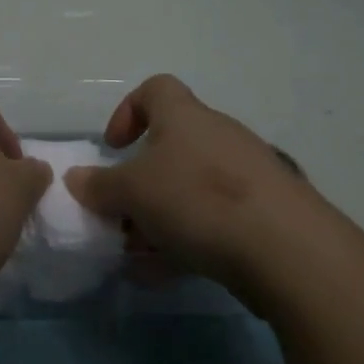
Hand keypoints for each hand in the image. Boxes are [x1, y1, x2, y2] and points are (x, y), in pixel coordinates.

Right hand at [65, 74, 327, 289]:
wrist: (287, 248)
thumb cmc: (197, 199)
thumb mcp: (131, 192)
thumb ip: (99, 186)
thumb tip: (75, 178)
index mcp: (184, 117)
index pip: (155, 89)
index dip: (128, 112)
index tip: (113, 148)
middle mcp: (217, 136)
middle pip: (171, 148)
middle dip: (141, 183)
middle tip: (122, 215)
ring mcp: (246, 175)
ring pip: (191, 189)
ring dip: (160, 217)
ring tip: (138, 254)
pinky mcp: (266, 213)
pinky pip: (215, 219)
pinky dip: (188, 240)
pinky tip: (167, 274)